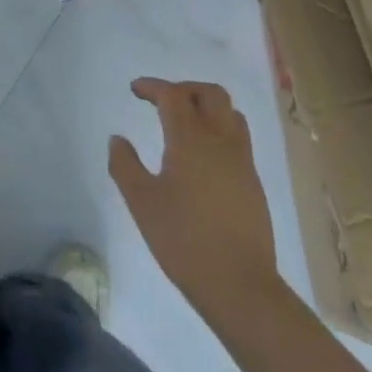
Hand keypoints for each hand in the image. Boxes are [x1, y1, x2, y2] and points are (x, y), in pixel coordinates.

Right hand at [111, 78, 279, 321]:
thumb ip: (125, 165)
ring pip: (230, 113)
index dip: (152, 86)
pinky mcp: (253, 182)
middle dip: (184, 89)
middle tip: (162, 101)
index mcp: (191, 138)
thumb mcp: (142, 203)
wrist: (240, 285)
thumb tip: (118, 139)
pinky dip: (220, 130)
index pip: (173, 95)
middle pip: (210, 93)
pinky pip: (238, 138)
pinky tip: (204, 156)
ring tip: (186, 123)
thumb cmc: (184, 241)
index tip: (135, 90)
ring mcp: (242, 161)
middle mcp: (221, 140)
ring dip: (207, 107)